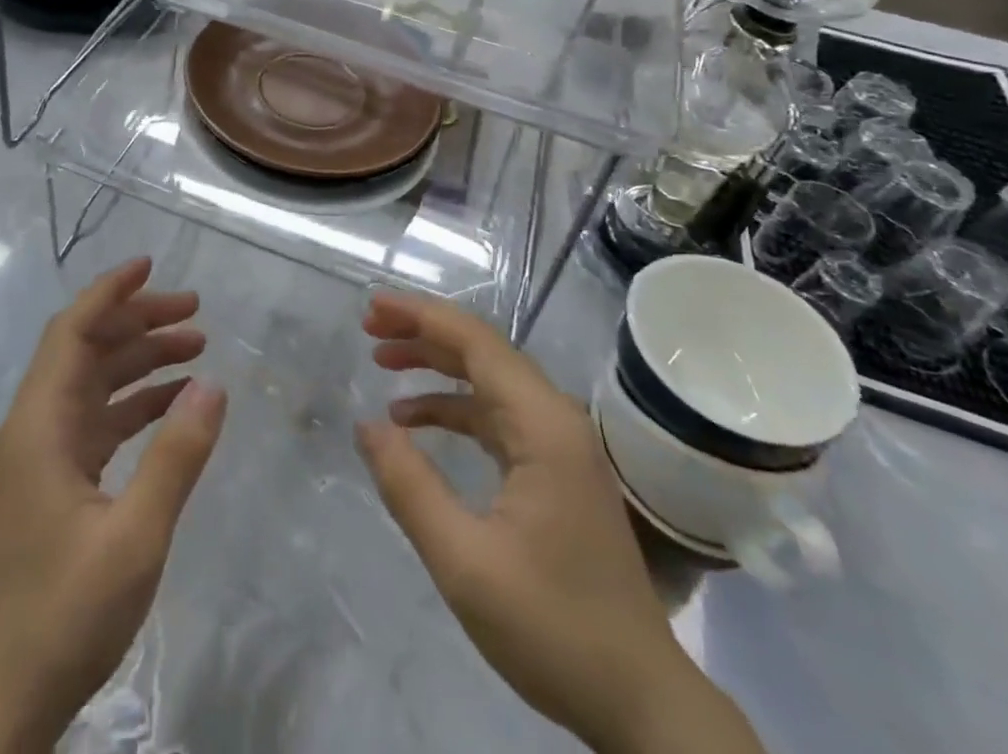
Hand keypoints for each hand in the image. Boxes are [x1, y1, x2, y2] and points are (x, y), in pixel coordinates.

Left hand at [0, 258, 227, 753]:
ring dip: (142, 359)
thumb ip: (176, 455)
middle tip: (196, 311)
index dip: (109, 291)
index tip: (151, 264)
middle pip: (87, 349)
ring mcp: (45, 455)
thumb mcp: (135, 534)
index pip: (72, 331)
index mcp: (39, 425)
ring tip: (197, 346)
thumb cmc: (67, 613)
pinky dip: (137, 402)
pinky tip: (176, 403)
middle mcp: (36, 427)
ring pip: (95, 382)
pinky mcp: (57, 482)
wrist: (9, 699)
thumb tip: (213, 383)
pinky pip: (100, 420)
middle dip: (139, 321)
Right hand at [356, 294, 762, 753]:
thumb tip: (367, 425)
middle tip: (369, 327)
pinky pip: (497, 416)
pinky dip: (453, 407)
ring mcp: (559, 444)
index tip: (373, 306)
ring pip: (489, 380)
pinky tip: (415, 421)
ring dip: (436, 365)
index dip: (421, 316)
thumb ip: (410, 486)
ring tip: (382, 362)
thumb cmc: (553, 628)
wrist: (640, 702)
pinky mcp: (555, 469)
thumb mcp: (464, 562)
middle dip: (423, 332)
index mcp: (543, 425)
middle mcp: (555, 419)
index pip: (476, 342)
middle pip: (482, 352)